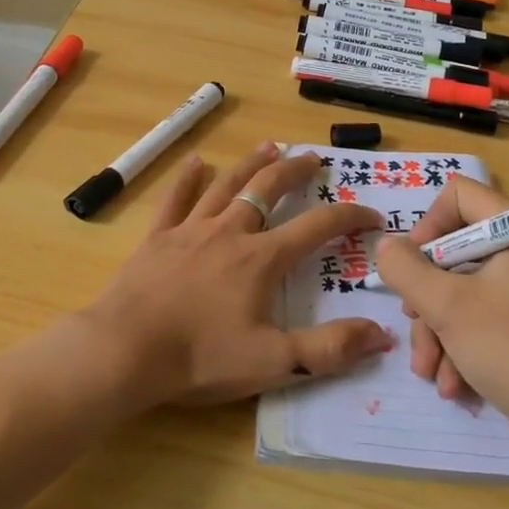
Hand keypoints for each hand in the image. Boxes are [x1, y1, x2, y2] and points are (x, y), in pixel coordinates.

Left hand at [85, 142, 393, 405]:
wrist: (124, 351)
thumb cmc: (200, 357)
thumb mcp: (273, 362)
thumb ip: (329, 349)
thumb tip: (383, 334)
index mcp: (262, 259)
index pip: (316, 226)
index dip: (349, 216)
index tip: (371, 214)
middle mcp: (230, 232)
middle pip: (269, 189)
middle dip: (295, 171)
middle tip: (313, 158)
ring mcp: (190, 230)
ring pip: (227, 185)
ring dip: (251, 164)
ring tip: (269, 146)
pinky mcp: (158, 238)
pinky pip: (175, 199)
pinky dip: (187, 179)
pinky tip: (195, 162)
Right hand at [375, 175, 508, 431]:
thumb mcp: (446, 306)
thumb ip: (406, 269)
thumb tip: (386, 247)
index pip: (461, 195)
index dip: (429, 224)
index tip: (413, 264)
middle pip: (457, 250)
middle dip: (427, 293)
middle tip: (413, 320)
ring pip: (465, 291)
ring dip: (438, 329)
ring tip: (428, 371)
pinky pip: (484, 318)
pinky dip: (462, 345)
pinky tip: (452, 383)